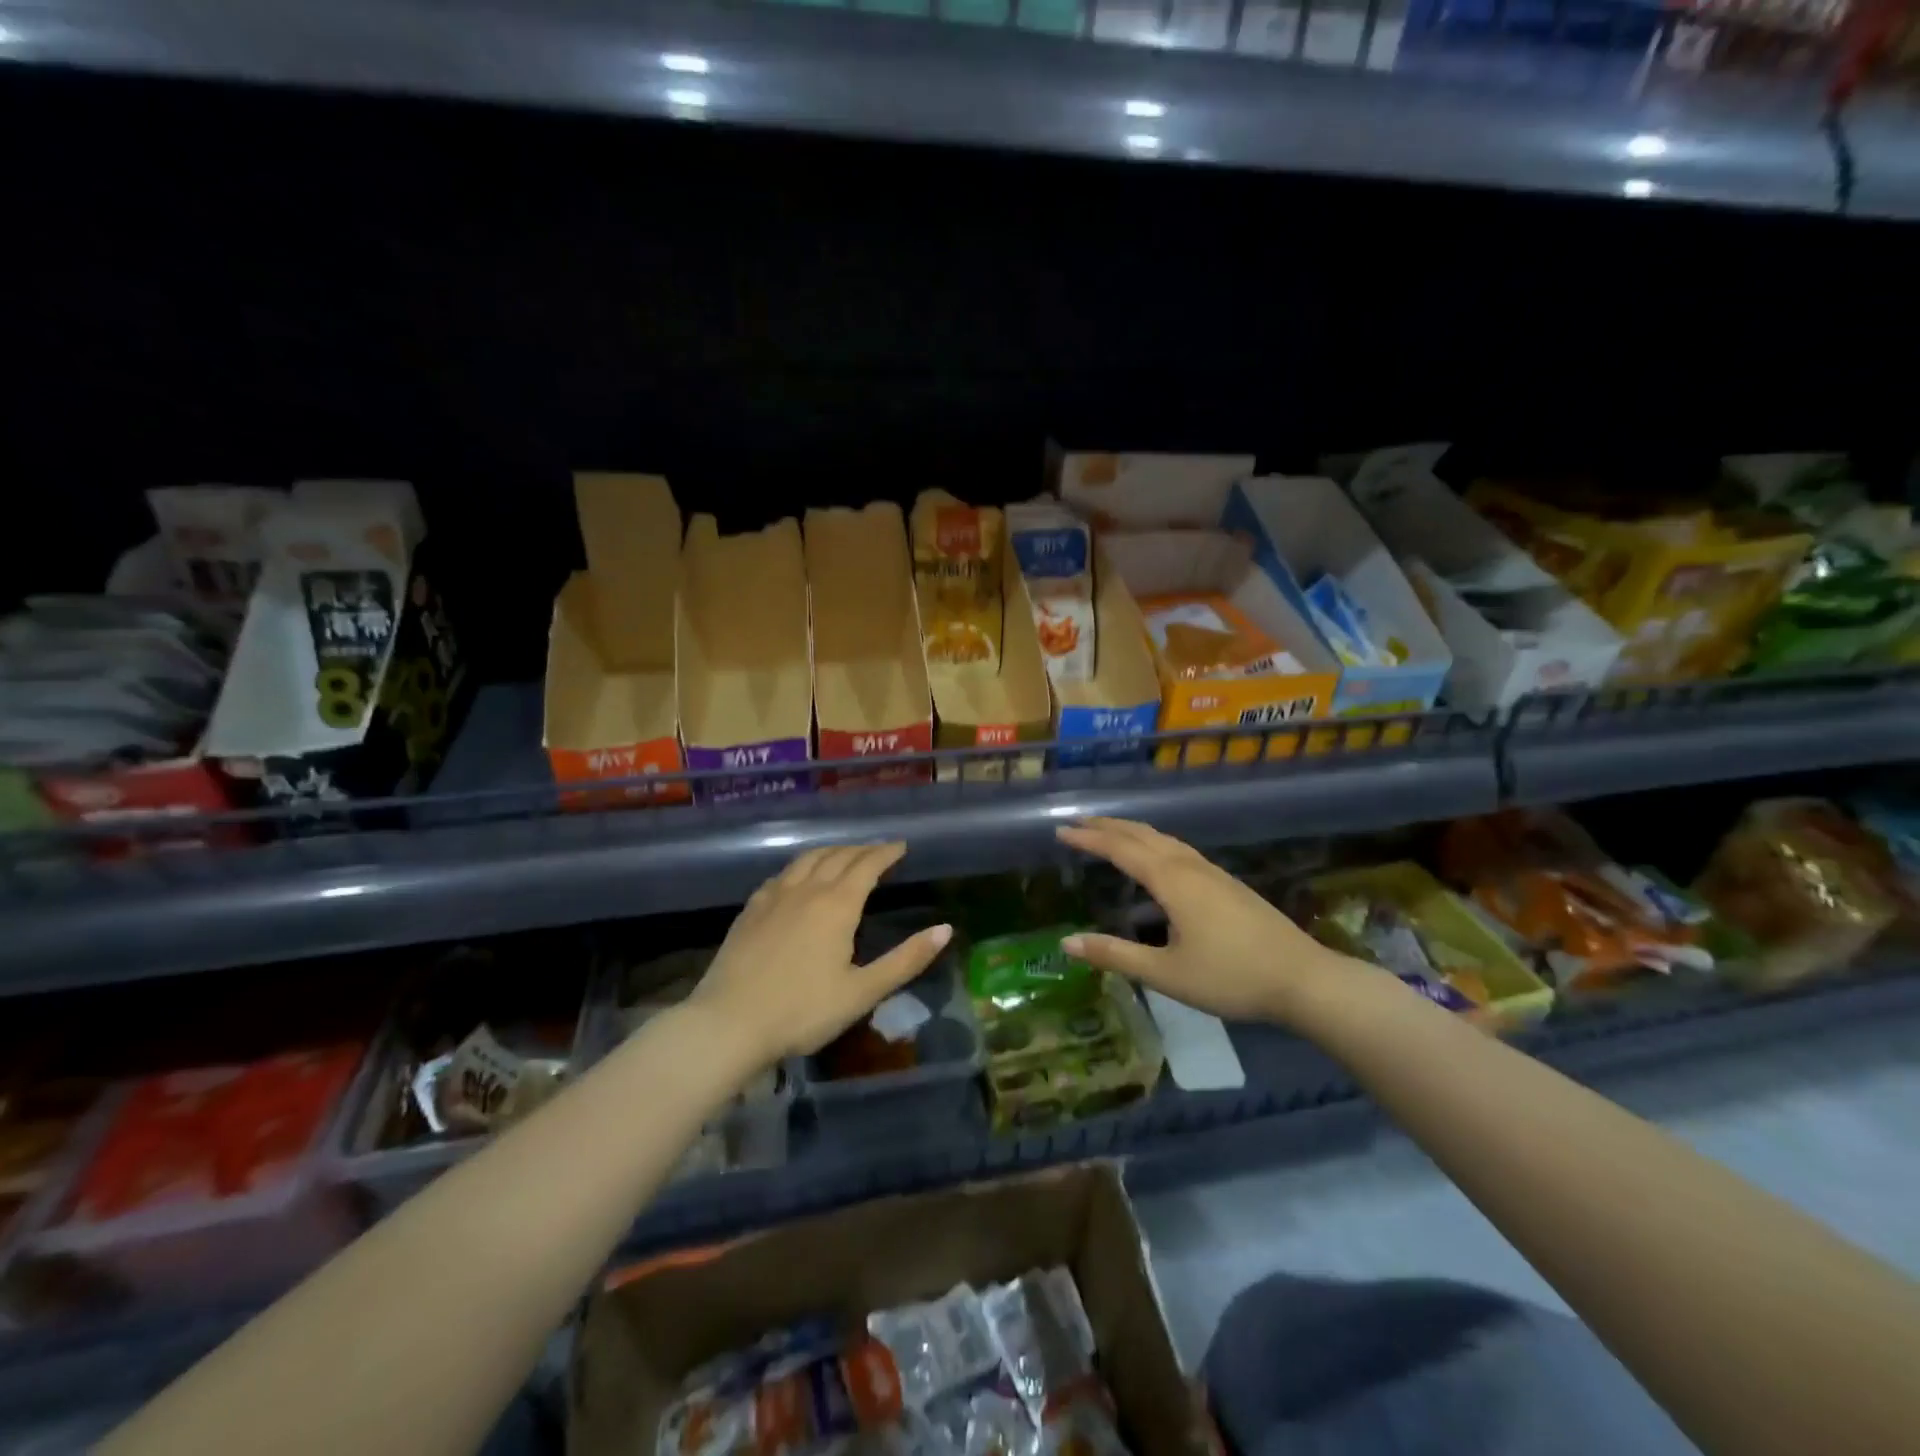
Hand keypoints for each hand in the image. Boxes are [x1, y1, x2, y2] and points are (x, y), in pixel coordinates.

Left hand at [693, 844, 951, 1065]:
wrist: (728, 1023)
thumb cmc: (802, 1011)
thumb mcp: (862, 992)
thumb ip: (906, 959)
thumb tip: (945, 929)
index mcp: (838, 905)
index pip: (867, 865)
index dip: (886, 853)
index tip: (901, 846)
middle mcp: (807, 889)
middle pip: (838, 856)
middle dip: (862, 850)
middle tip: (879, 850)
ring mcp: (774, 896)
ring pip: (807, 859)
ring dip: (831, 851)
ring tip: (843, 855)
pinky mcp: (751, 909)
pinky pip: (782, 874)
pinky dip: (800, 866)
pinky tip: (798, 878)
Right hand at [1055, 817, 1343, 1023]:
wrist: (1304, 979)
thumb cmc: (1231, 977)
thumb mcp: (1166, 974)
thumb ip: (1115, 955)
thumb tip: (1066, 942)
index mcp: (1172, 881)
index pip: (1120, 849)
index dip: (1088, 839)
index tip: (1060, 831)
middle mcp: (1190, 866)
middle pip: (1142, 834)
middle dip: (1108, 826)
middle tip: (1077, 823)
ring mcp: (1213, 872)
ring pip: (1164, 839)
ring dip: (1132, 831)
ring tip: (1109, 833)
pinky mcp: (1227, 883)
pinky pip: (1179, 849)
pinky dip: (1153, 843)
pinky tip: (1157, 859)